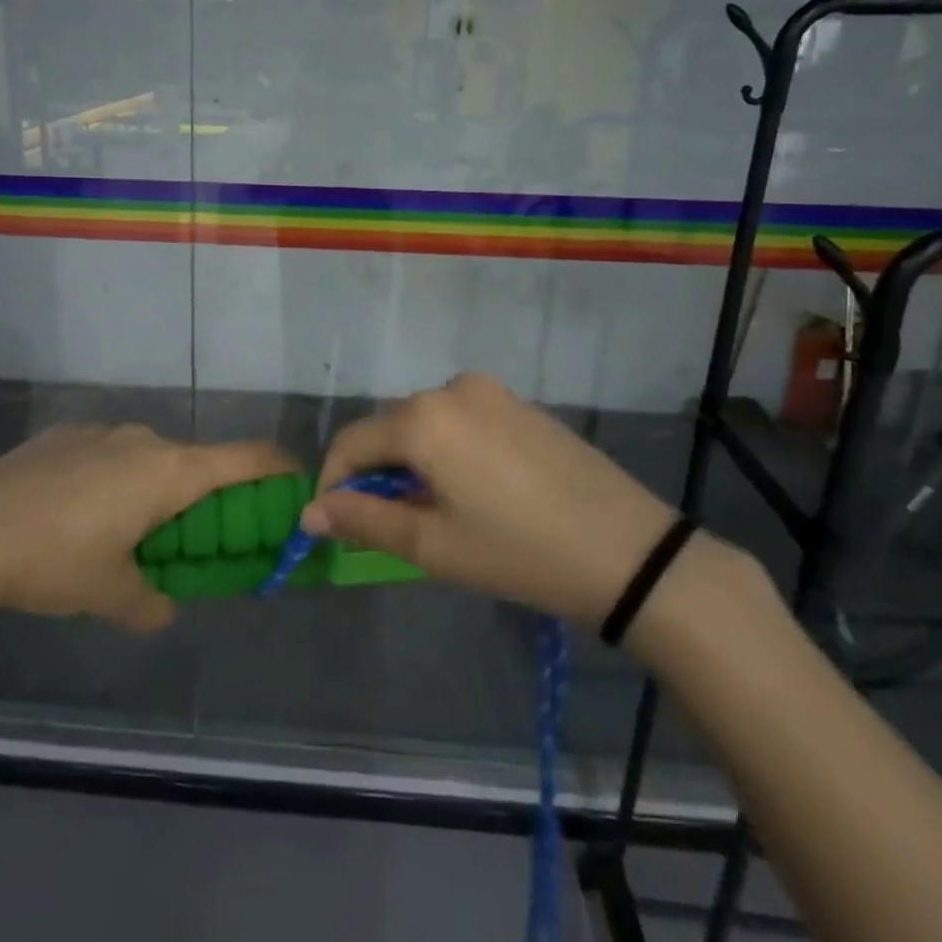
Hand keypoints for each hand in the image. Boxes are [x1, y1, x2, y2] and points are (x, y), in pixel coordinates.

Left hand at [0, 424, 294, 631]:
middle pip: (196, 462)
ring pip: (149, 458)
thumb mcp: (108, 593)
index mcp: (170, 471)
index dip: (278, 468)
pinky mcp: (64, 434)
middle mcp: (144, 440)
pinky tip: (76, 514)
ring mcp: (101, 431)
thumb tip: (163, 609)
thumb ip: (148, 603)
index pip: (247, 458)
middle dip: (205, 498)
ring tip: (125, 532)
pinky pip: (108, 454)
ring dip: (155, 490)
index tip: (295, 483)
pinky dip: (113, 480)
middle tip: (194, 540)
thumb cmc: (54, 559)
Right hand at [305, 373, 706, 628]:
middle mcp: (452, 389)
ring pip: (426, 423)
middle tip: (386, 522)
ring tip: (431, 509)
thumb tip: (310, 513)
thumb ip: (363, 520)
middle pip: (389, 428)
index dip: (333, 480)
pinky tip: (473, 489)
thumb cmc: (518, 552)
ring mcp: (492, 392)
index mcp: (423, 418)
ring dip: (413, 460)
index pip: (352, 442)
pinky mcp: (521, 405)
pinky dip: (448, 449)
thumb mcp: (432, 545)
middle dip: (376, 472)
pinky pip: (463, 420)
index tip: (334, 520)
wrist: (630, 552)